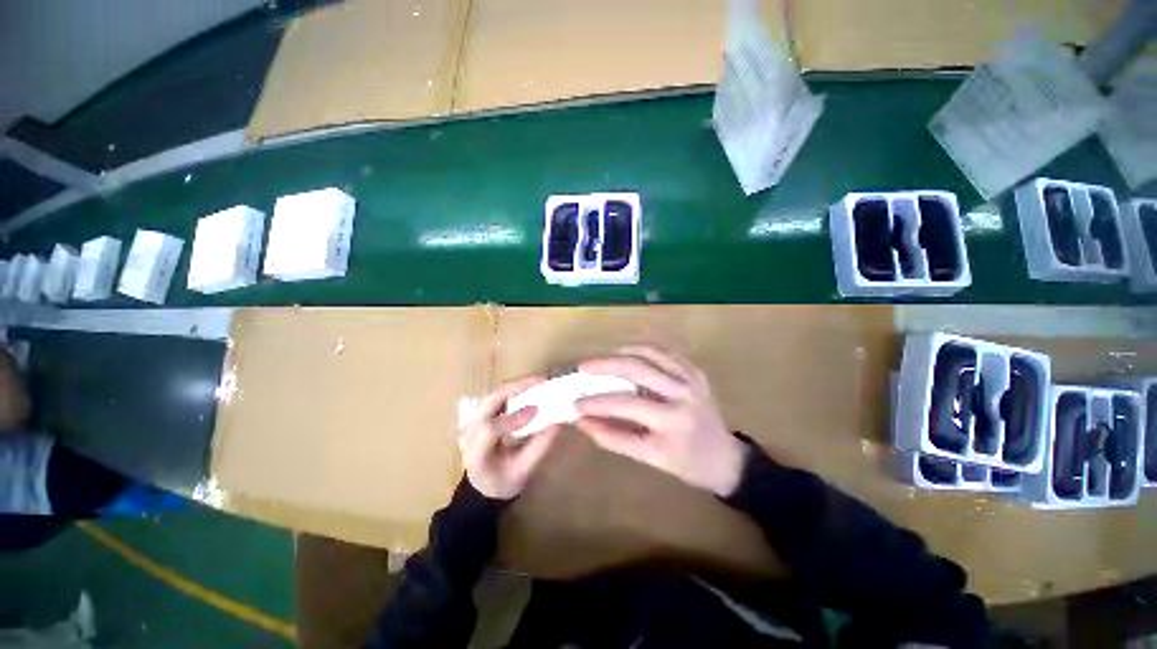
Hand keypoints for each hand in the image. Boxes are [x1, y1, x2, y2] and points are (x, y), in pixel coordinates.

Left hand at [460, 376, 559, 499]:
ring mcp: (473, 419)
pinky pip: (498, 395)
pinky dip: (515, 388)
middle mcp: (469, 431)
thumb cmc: (502, 481)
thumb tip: (557, 423)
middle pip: (489, 401)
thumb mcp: (522, 472)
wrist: (483, 484)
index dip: (513, 419)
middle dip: (516, 387)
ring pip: (494, 393)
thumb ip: (538, 448)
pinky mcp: (481, 413)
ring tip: (539, 381)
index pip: (490, 430)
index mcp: (476, 453)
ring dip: (517, 385)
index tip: (536, 411)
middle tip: (542, 381)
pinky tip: (531, 387)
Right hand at [575, 345, 745, 496]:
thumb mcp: (650, 458)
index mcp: (673, 420)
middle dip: (606, 364)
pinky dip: (643, 349)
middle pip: (638, 368)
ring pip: (651, 352)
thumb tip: (583, 421)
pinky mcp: (695, 370)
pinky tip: (628, 353)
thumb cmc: (687, 463)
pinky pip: (665, 352)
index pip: (626, 404)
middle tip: (584, 366)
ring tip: (603, 357)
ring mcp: (691, 377)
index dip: (597, 403)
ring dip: (623, 351)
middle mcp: (683, 392)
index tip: (576, 402)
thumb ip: (614, 438)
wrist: (725, 458)